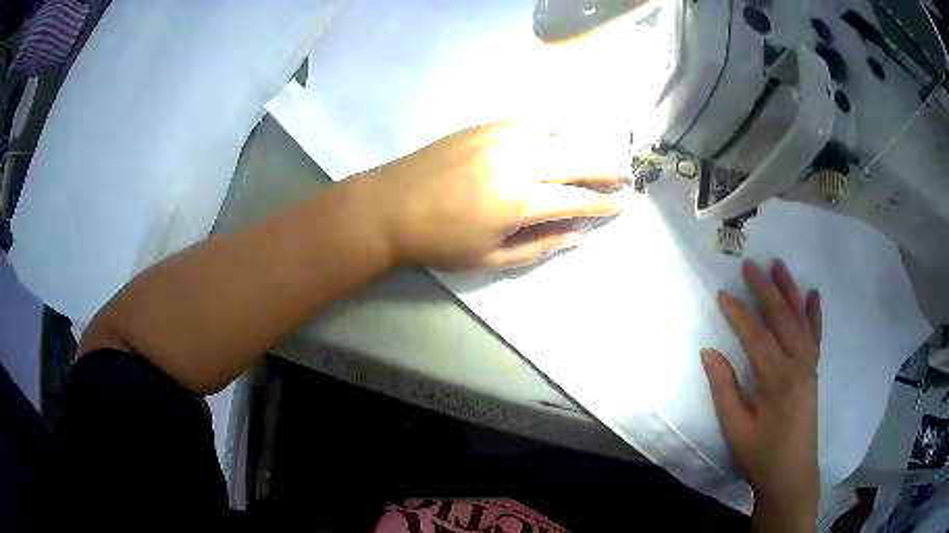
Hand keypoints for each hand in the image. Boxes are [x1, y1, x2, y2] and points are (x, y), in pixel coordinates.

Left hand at [354, 119, 624, 270]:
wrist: (390, 206)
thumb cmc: (438, 241)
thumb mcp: (490, 259)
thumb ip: (540, 246)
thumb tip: (578, 235)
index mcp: (518, 201)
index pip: (576, 199)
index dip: (602, 204)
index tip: (620, 206)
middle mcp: (517, 160)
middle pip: (577, 159)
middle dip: (607, 168)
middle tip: (625, 176)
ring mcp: (501, 136)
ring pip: (560, 132)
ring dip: (587, 143)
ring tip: (603, 154)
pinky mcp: (487, 124)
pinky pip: (532, 118)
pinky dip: (556, 125)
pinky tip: (565, 133)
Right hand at [701, 260, 821, 528]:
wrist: (792, 475)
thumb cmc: (761, 455)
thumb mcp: (736, 428)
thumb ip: (724, 389)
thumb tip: (709, 352)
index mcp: (777, 379)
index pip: (757, 336)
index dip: (739, 314)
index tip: (723, 294)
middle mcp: (798, 365)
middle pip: (782, 319)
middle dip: (765, 290)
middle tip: (750, 265)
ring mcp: (809, 367)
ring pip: (801, 320)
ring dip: (790, 291)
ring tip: (779, 266)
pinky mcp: (814, 372)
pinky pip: (816, 336)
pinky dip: (814, 314)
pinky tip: (813, 295)